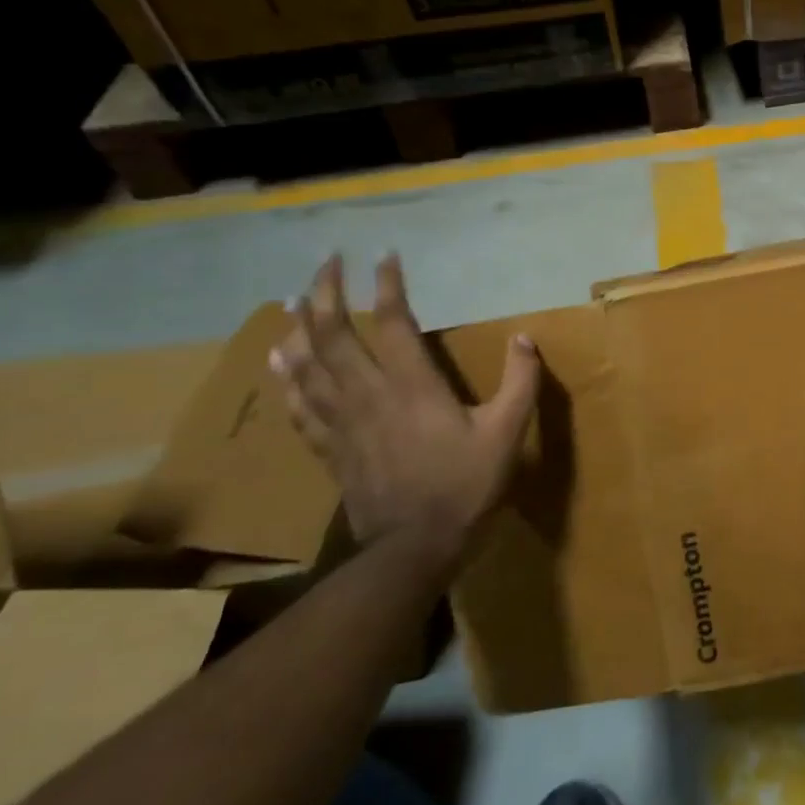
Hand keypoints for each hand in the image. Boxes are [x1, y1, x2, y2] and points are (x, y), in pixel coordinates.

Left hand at [270, 254, 539, 564]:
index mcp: (413, 387)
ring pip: (308, 366)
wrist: (413, 548)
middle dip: (326, 293)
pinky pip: (300, 405)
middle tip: (325, 262)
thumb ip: (520, 383)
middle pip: (334, 335)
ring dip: (299, 327)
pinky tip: (279, 360)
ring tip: (295, 299)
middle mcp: (369, 395)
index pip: (394, 323)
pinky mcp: (331, 448)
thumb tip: (525, 338)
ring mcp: (343, 423)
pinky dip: (287, 377)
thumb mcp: (508, 433)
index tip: (383, 255)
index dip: (388, 286)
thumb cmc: (465, 487)